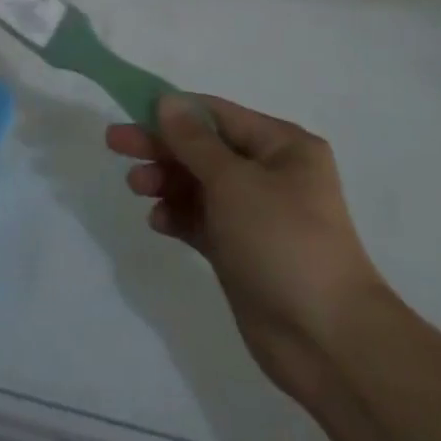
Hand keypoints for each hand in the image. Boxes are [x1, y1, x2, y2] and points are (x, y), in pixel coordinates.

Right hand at [108, 96, 382, 406]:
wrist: (325, 339)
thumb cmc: (282, 241)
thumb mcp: (234, 181)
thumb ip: (194, 141)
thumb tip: (168, 100)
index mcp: (282, 146)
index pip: (218, 115)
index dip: (174, 112)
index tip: (131, 111)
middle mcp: (271, 174)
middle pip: (204, 149)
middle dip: (162, 146)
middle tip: (115, 144)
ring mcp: (256, 215)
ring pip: (200, 185)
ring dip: (167, 181)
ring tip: (137, 187)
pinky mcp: (241, 251)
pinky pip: (202, 221)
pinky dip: (179, 216)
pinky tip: (159, 222)